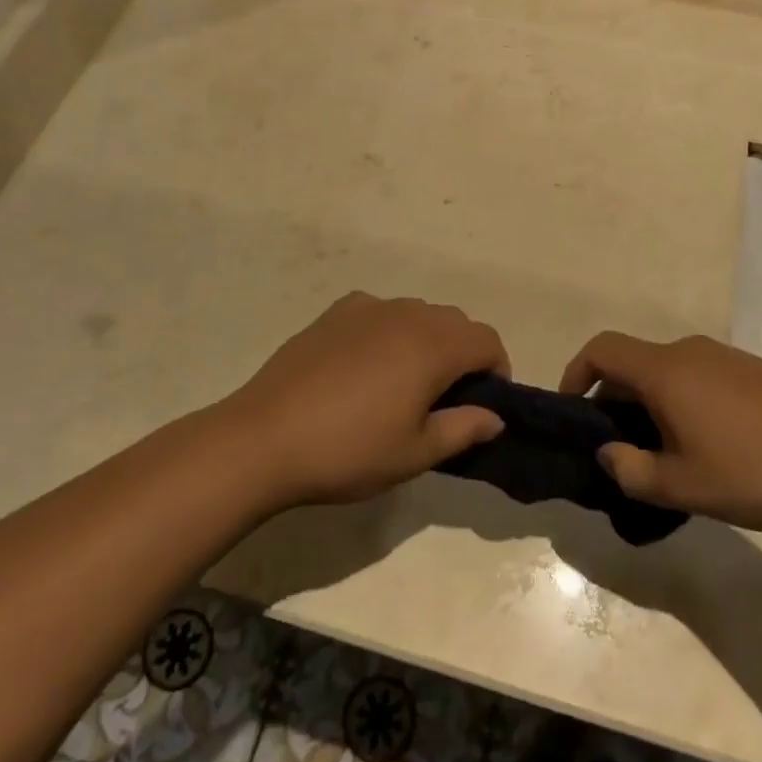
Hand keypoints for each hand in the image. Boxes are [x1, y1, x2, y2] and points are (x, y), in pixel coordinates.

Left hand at [217, 293, 508, 509]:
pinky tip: (367, 365)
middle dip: (464, 354)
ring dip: (428, 340)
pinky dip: (390, 330)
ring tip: (405, 383)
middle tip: (446, 400)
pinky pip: (380, 312)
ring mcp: (367, 308)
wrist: (264, 438)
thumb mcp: (414, 453)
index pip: (486, 340)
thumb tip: (495, 417)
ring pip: (418, 313)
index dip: (497, 369)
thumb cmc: (349, 451)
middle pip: (455, 322)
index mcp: (433, 346)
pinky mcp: (335, 313)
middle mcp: (406, 314)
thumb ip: (463, 429)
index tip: (484, 404)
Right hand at [561, 332, 761, 531]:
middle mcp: (690, 351)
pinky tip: (709, 444)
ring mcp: (725, 356)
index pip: (602, 350)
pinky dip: (682, 400)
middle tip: (621, 449)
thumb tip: (608, 452)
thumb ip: (631, 471)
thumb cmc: (755, 474)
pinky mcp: (753, 370)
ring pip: (667, 371)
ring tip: (664, 453)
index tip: (573, 411)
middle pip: (634, 363)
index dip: (576, 373)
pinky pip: (699, 376)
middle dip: (615, 400)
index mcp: (665, 371)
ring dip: (650, 403)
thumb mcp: (683, 486)